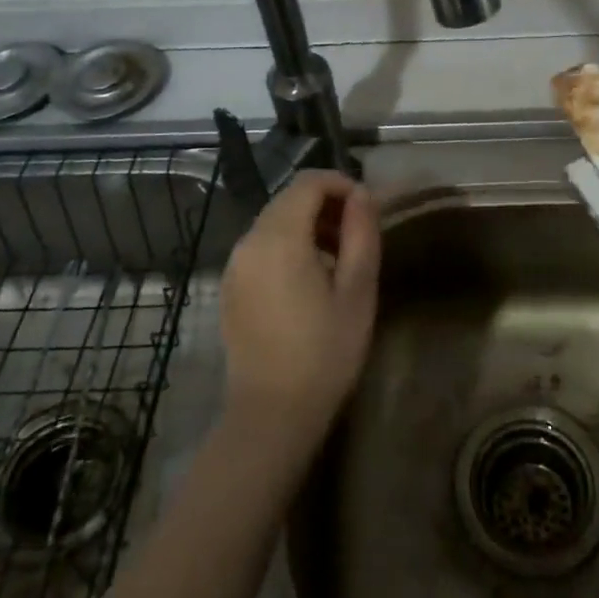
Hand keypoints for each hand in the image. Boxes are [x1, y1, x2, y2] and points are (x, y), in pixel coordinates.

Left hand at [220, 170, 380, 442]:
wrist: (271, 415)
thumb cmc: (324, 353)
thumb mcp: (357, 291)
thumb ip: (361, 233)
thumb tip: (362, 195)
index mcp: (279, 237)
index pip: (309, 182)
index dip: (342, 184)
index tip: (368, 210)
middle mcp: (249, 241)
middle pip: (289, 198)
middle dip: (326, 204)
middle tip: (358, 236)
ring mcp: (235, 264)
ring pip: (275, 220)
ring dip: (308, 224)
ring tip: (339, 259)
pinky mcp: (231, 286)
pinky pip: (262, 245)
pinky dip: (288, 244)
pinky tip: (310, 279)